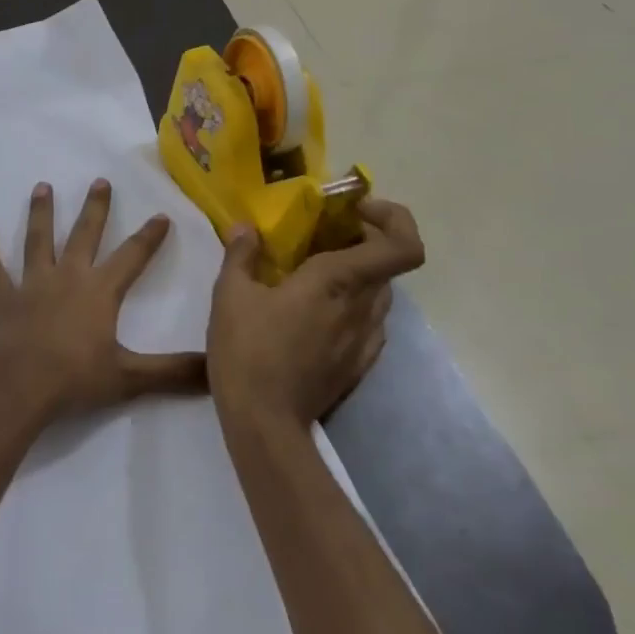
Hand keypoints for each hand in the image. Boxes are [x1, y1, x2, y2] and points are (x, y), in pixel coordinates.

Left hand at [0, 179, 206, 421]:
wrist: (20, 387)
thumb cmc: (76, 379)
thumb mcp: (130, 378)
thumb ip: (173, 373)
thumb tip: (215, 370)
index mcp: (99, 292)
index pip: (132, 257)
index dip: (149, 237)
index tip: (161, 214)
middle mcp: (67, 277)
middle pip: (84, 235)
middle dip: (95, 209)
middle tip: (100, 181)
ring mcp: (32, 284)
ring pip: (38, 240)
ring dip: (41, 213)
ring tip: (42, 187)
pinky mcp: (3, 298)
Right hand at [207, 198, 424, 428]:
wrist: (265, 423)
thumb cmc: (247, 350)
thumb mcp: (230, 294)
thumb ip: (242, 254)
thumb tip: (247, 228)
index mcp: (337, 281)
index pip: (403, 246)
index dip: (394, 219)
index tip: (356, 210)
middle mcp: (363, 307)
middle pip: (388, 264)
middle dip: (362, 241)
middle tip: (322, 236)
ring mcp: (366, 340)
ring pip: (379, 293)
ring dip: (357, 274)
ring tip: (314, 274)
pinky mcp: (359, 365)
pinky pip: (369, 322)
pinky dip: (352, 305)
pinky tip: (315, 314)